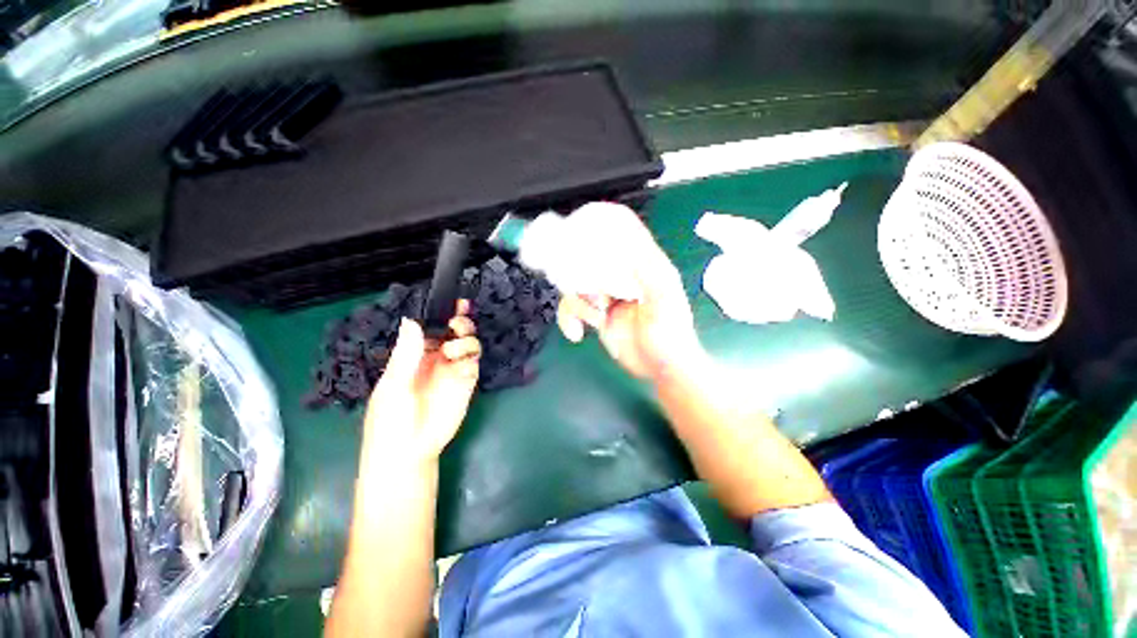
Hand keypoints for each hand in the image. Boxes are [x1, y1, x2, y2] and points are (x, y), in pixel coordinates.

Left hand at [362, 300, 480, 463]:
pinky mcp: (467, 380)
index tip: (450, 301)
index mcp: (414, 354)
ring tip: (454, 347)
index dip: (440, 313)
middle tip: (457, 321)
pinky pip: (474, 360)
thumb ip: (406, 353)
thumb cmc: (391, 418)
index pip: (430, 326)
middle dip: (459, 320)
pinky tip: (462, 362)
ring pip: (468, 342)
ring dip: (466, 337)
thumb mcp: (394, 384)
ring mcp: (453, 368)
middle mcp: (436, 357)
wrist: (408, 451)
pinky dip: (472, 355)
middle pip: (453, 330)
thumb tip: (410, 319)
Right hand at [556, 204, 703, 381]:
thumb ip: (647, 271)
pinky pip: (571, 308)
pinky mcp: (596, 314)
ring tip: (596, 318)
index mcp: (642, 264)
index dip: (602, 222)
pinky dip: (567, 318)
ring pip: (575, 283)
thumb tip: (622, 246)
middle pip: (589, 256)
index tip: (580, 225)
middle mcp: (622, 274)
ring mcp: (607, 294)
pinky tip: (575, 333)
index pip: (622, 231)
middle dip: (578, 270)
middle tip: (584, 287)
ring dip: (578, 302)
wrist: (661, 369)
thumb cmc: (670, 335)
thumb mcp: (664, 300)